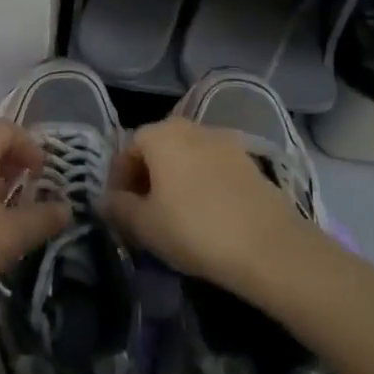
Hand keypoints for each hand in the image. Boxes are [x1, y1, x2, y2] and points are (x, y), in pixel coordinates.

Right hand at [103, 118, 307, 290]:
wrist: (268, 246)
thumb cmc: (194, 229)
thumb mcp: (144, 225)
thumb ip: (118, 208)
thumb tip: (104, 200)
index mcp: (161, 134)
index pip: (128, 149)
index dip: (119, 179)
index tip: (119, 209)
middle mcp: (192, 127)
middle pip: (159, 148)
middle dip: (147, 176)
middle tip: (144, 211)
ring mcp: (225, 141)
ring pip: (187, 156)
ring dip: (175, 179)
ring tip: (175, 214)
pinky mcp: (250, 161)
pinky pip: (212, 167)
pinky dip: (202, 183)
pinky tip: (206, 214)